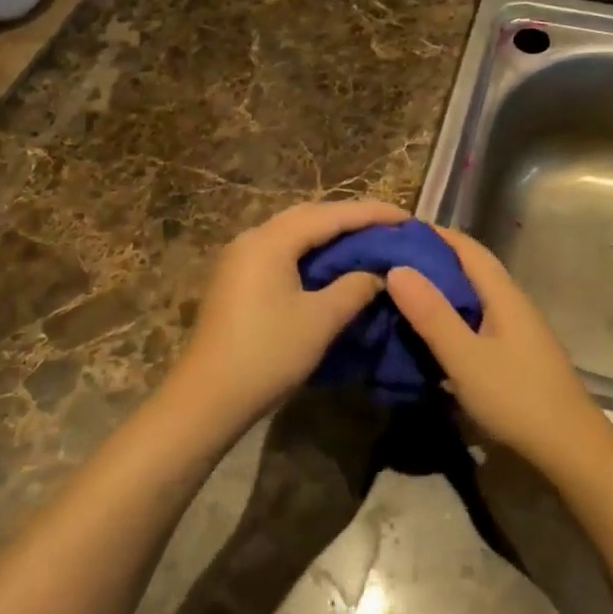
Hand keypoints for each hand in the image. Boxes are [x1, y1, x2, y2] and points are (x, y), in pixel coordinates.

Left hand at [172, 198, 408, 430]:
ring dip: (330, 232)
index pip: (330, 215)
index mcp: (270, 241)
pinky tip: (331, 262)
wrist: (206, 399)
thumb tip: (378, 273)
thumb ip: (354, 288)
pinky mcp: (237, 278)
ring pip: (294, 231)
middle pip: (309, 215)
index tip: (406, 219)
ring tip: (367, 240)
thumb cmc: (267, 355)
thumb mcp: (320, 320)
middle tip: (389, 227)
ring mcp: (240, 257)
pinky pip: (282, 249)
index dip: (371, 214)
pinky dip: (311, 249)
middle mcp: (252, 238)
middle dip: (351, 218)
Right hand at [386, 226, 612, 474]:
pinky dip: (450, 316)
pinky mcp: (515, 352)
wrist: (570, 448)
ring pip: (473, 295)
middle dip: (432, 260)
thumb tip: (397, 268)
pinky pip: (476, 320)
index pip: (466, 247)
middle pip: (470, 268)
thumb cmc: (516, 397)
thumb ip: (432, 314)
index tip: (394, 231)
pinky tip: (430, 332)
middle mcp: (512, 302)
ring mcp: (516, 328)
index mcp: (503, 293)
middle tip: (388, 263)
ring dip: (440, 290)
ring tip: (400, 294)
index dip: (433, 234)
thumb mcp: (465, 357)